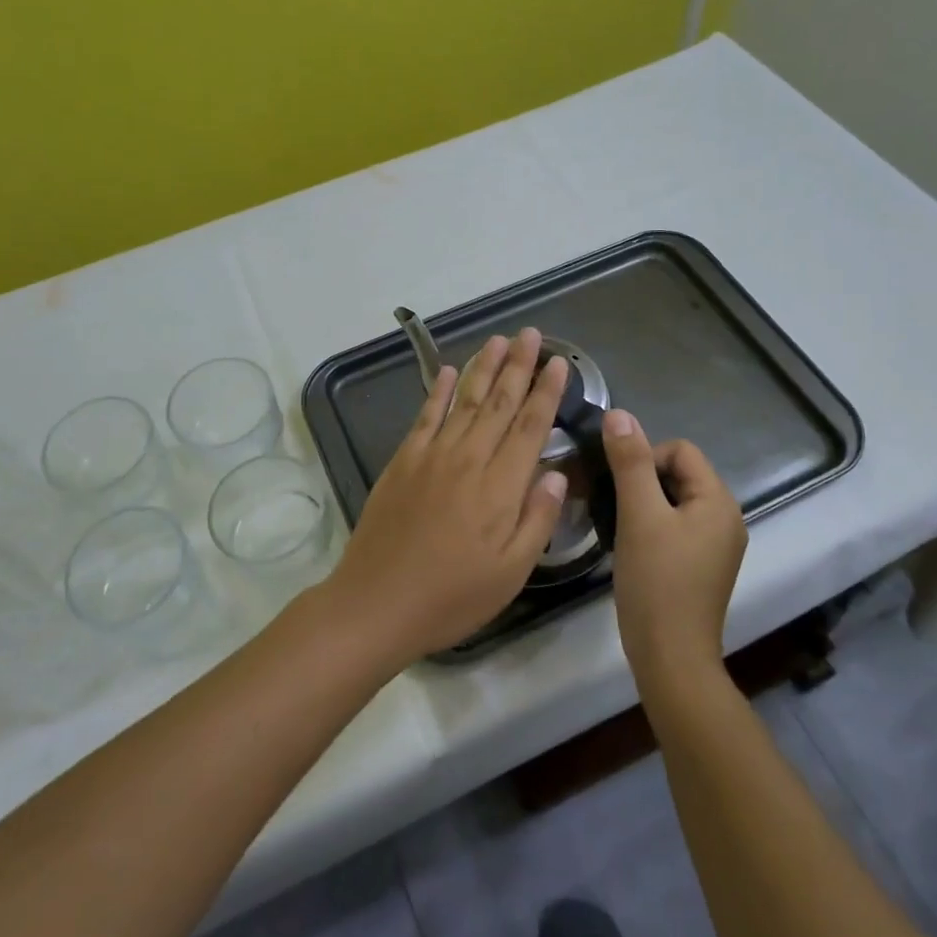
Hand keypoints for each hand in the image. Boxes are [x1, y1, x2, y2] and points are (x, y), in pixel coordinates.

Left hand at [323, 328, 570, 668]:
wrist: (378, 601)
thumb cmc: (452, 596)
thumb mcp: (511, 572)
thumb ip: (538, 518)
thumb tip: (557, 473)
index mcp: (501, 486)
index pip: (531, 426)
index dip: (546, 391)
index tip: (558, 363)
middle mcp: (469, 458)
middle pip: (500, 403)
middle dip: (518, 366)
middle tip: (530, 334)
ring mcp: (432, 456)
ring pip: (465, 401)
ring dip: (483, 367)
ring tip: (498, 340)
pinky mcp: (403, 461)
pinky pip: (426, 416)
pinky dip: (440, 391)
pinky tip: (450, 371)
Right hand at [601, 410, 748, 677]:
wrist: (671, 658)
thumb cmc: (656, 581)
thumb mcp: (639, 515)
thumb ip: (629, 462)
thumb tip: (618, 413)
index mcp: (719, 501)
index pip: (680, 450)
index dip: (645, 458)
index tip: (620, 489)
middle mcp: (726, 518)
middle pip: (679, 474)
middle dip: (642, 481)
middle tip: (614, 507)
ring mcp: (716, 545)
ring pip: (674, 501)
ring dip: (644, 504)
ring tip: (620, 527)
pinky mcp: (702, 566)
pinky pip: (676, 526)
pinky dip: (652, 526)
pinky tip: (632, 547)